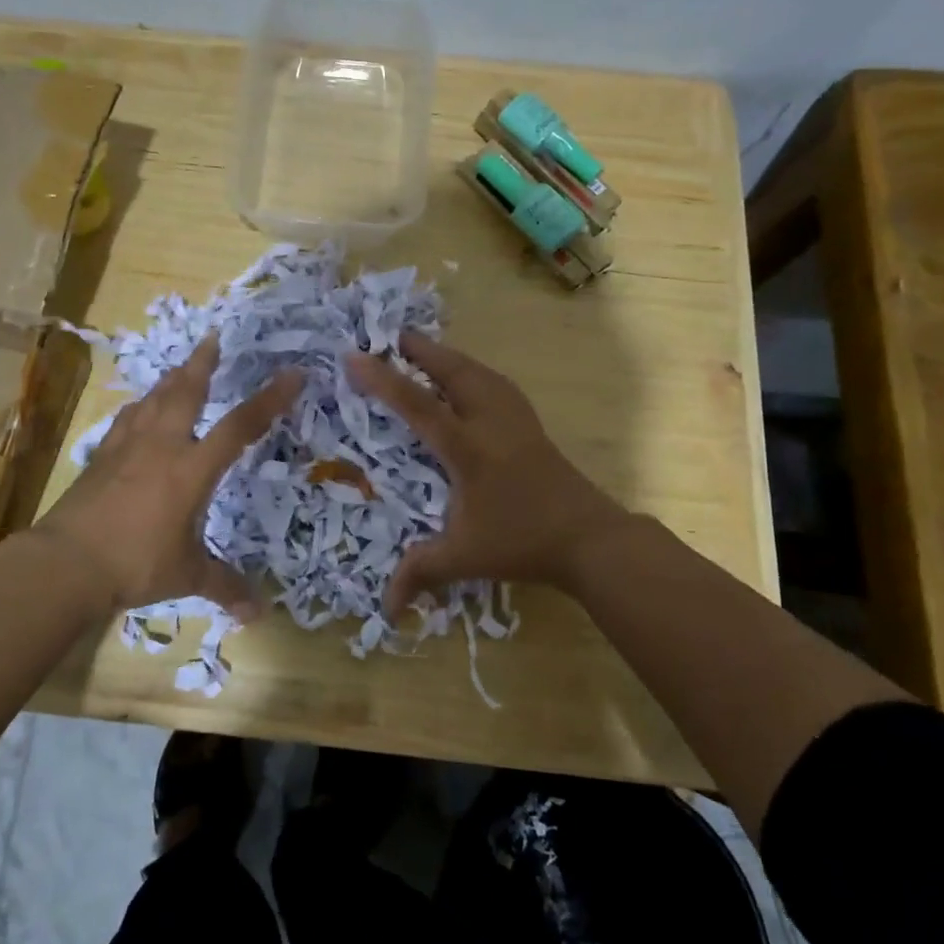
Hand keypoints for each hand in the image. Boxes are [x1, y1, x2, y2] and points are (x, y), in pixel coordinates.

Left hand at [32, 337, 301, 618]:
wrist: (66, 562)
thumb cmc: (135, 563)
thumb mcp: (186, 575)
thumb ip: (223, 586)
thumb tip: (256, 613)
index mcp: (191, 469)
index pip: (239, 427)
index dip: (270, 400)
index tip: (292, 374)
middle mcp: (162, 447)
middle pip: (187, 393)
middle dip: (204, 363)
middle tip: (214, 337)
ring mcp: (127, 448)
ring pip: (154, 400)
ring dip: (171, 379)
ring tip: (181, 366)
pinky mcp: (101, 457)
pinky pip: (127, 421)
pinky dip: (140, 407)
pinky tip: (139, 408)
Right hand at [346, 333, 630, 613]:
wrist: (589, 536)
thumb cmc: (521, 541)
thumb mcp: (465, 558)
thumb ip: (421, 573)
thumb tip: (385, 608)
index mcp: (467, 448)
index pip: (417, 404)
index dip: (383, 379)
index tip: (354, 355)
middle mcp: (488, 421)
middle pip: (451, 370)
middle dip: (419, 349)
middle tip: (390, 335)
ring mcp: (514, 417)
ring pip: (476, 370)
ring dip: (446, 356)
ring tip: (422, 349)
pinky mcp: (529, 422)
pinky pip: (492, 381)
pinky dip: (469, 369)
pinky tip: (465, 376)